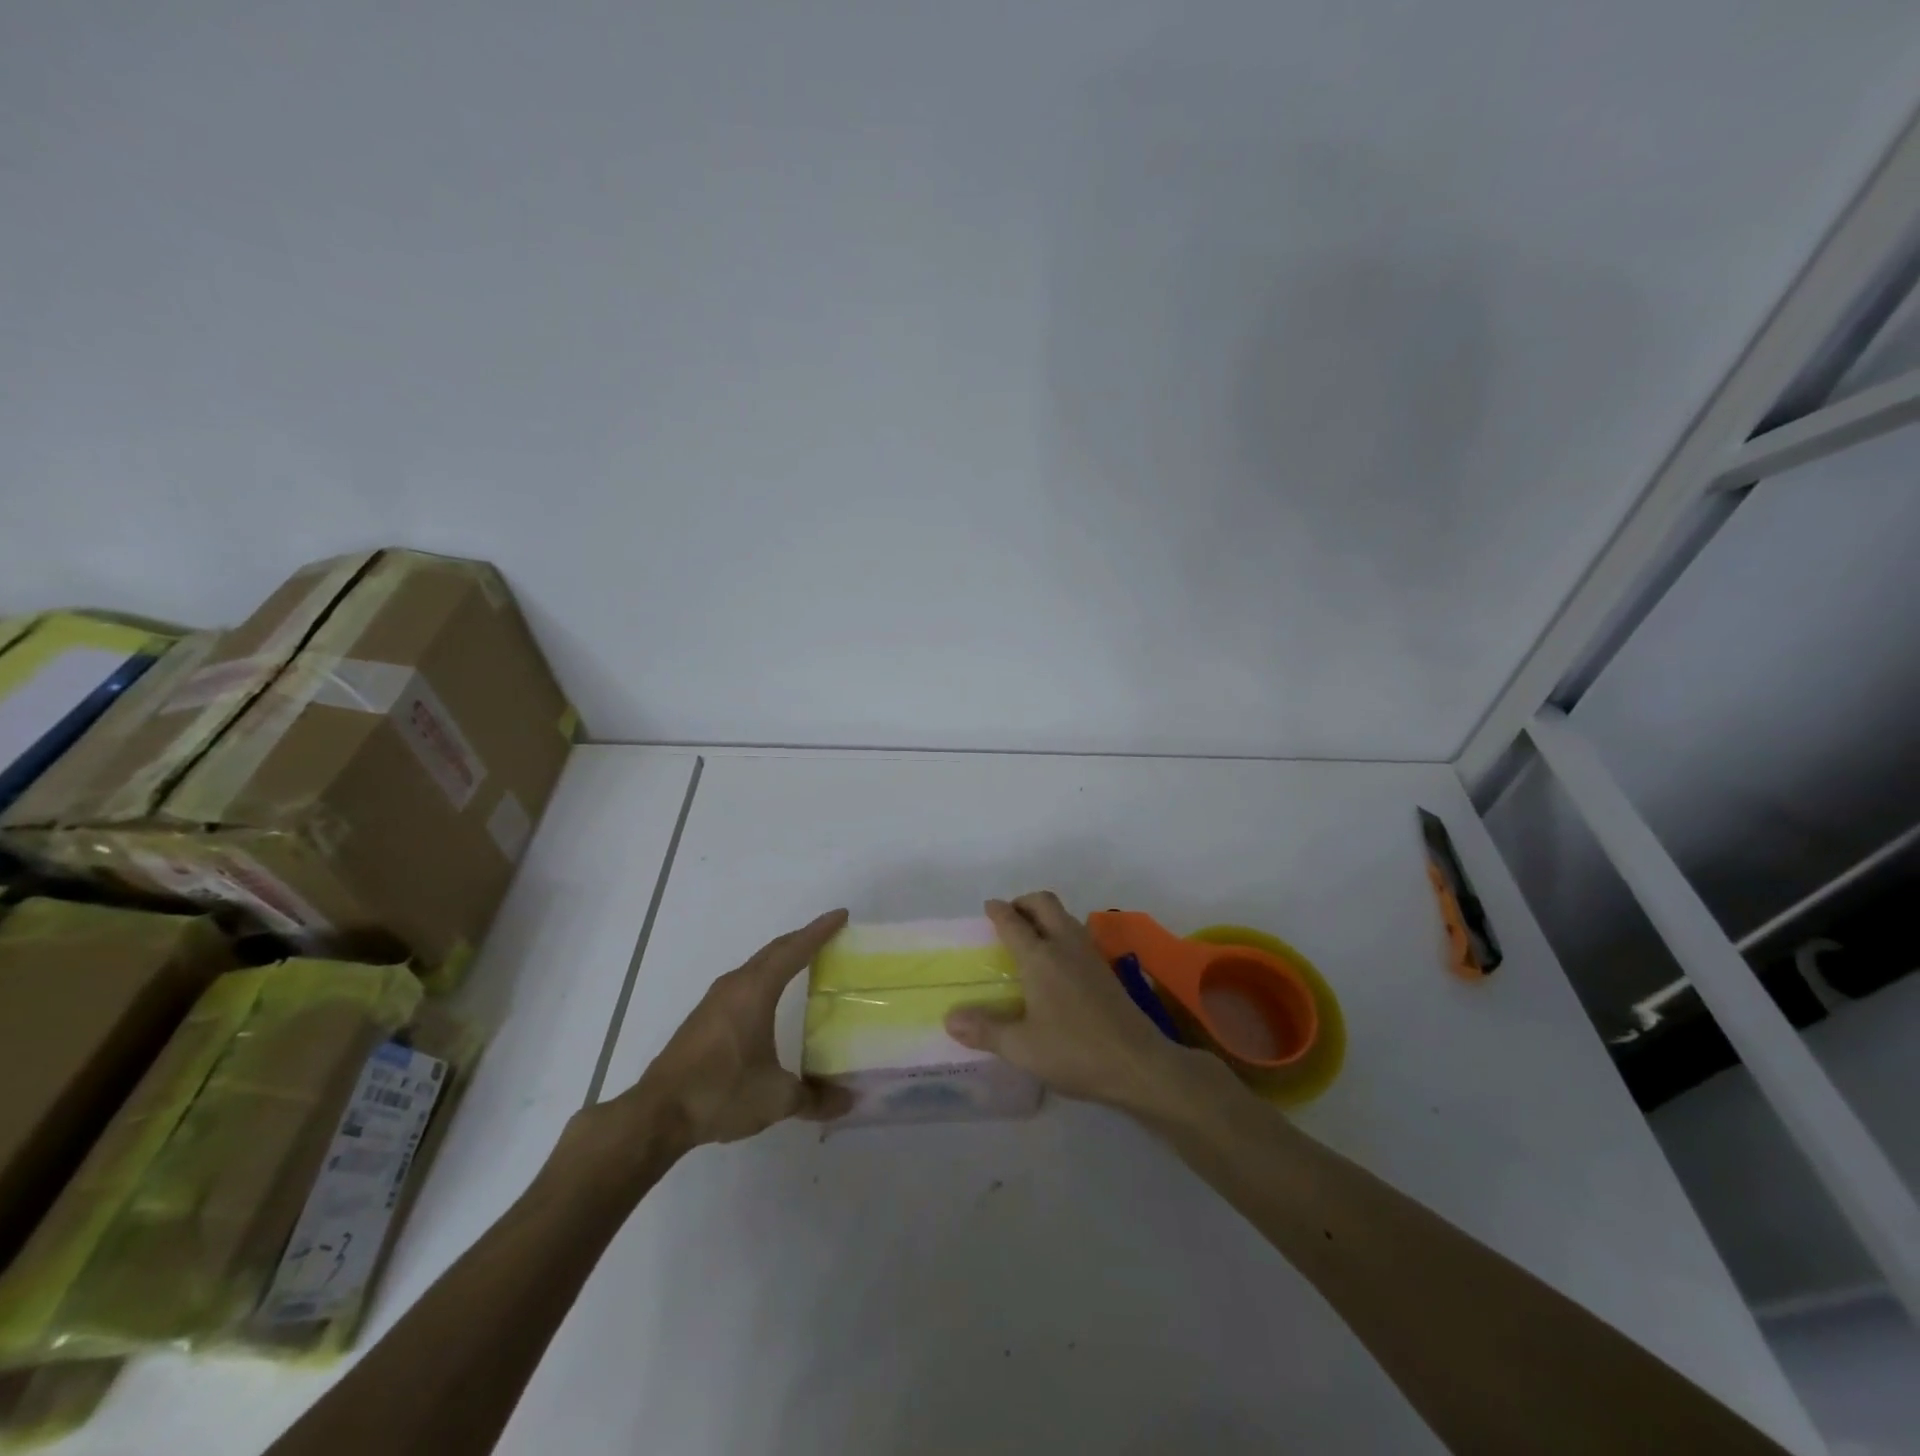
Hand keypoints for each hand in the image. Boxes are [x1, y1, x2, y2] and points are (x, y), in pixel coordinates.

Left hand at [562, 909, 851, 1174]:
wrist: (658, 1114)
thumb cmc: (721, 1092)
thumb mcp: (776, 1098)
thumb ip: (815, 1098)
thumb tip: (848, 1101)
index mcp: (755, 991)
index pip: (794, 950)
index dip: (820, 931)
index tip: (841, 915)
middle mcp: (735, 985)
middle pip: (774, 951)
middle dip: (803, 940)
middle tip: (830, 936)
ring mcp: (715, 1001)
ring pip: (756, 966)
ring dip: (781, 958)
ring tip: (805, 962)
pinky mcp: (703, 1019)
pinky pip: (743, 983)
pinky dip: (765, 978)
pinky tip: (769, 999)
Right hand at [944, 892, 1229, 1116]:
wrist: (1139, 1063)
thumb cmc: (1075, 1052)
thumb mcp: (1022, 1048)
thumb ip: (985, 1030)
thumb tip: (950, 1018)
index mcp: (1040, 957)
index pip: (1013, 922)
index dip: (998, 911)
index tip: (988, 907)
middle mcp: (1065, 945)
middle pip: (1044, 903)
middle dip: (1024, 902)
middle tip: (1009, 917)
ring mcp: (1090, 955)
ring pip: (1065, 916)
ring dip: (1045, 915)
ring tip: (1029, 936)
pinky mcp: (1106, 969)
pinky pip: (1078, 933)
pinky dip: (1061, 931)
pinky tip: (1056, 961)